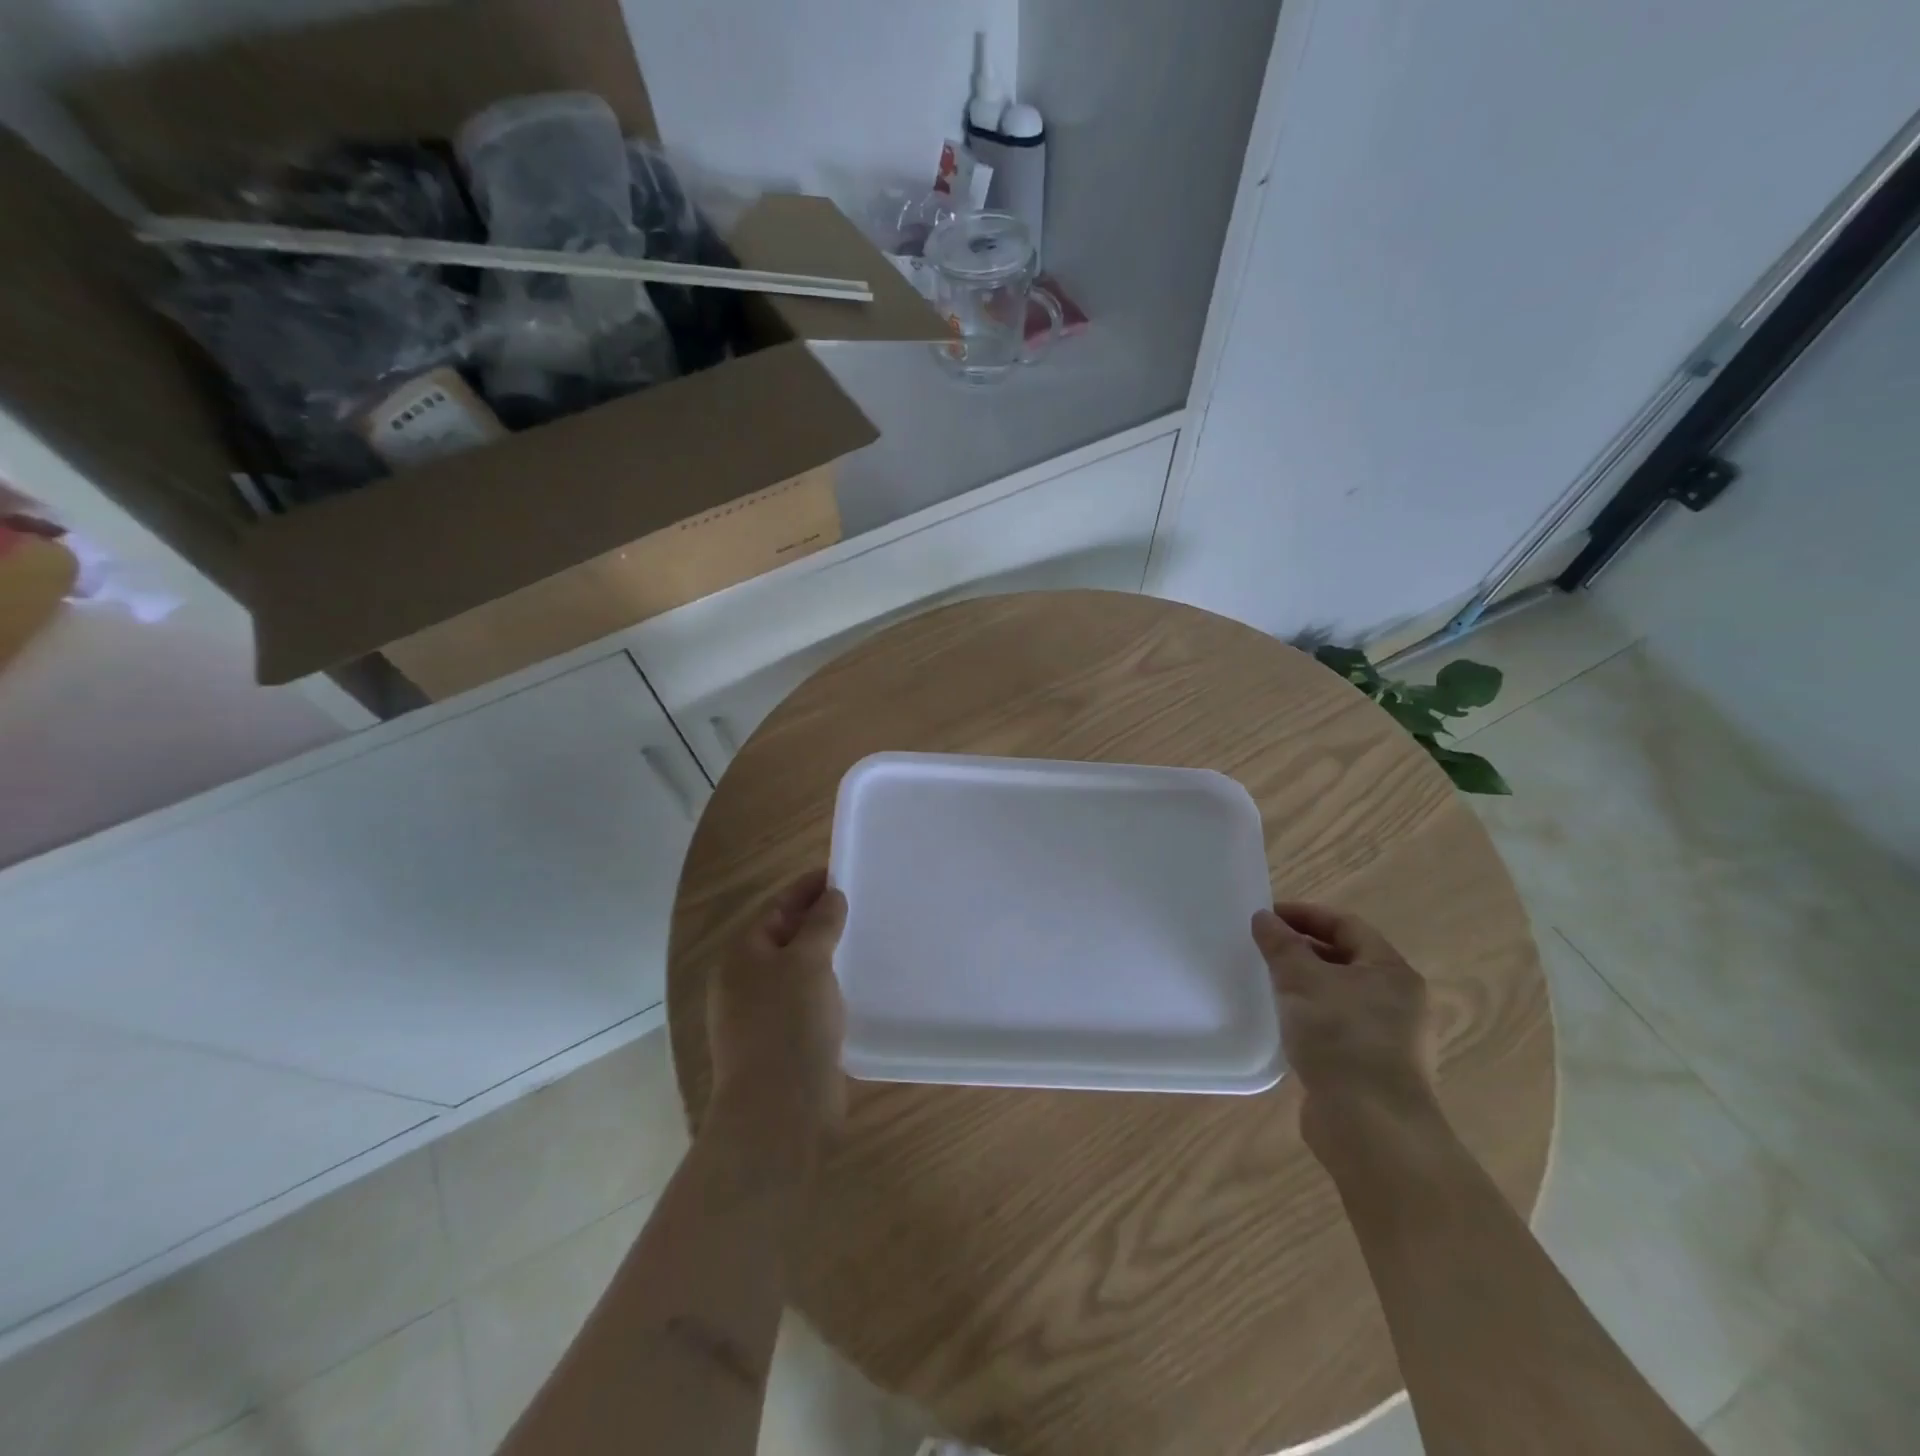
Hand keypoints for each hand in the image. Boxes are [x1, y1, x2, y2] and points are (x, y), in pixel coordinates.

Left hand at [707, 870, 847, 1141]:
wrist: (780, 1110)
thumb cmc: (789, 1023)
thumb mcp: (807, 962)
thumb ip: (820, 924)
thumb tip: (831, 896)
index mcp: (741, 956)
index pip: (776, 908)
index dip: (807, 888)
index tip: (839, 873)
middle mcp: (745, 982)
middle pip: (783, 937)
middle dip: (817, 919)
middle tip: (856, 903)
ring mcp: (760, 1015)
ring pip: (795, 970)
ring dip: (824, 953)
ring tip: (860, 938)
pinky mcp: (781, 1042)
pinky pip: (805, 1000)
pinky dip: (826, 985)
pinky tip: (851, 985)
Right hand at [1252, 902, 1438, 1155]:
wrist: (1370, 1126)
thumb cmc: (1340, 1037)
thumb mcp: (1301, 979)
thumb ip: (1281, 944)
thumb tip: (1264, 917)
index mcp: (1391, 971)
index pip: (1347, 926)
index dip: (1305, 915)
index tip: (1266, 917)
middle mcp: (1399, 1001)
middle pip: (1346, 960)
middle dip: (1303, 949)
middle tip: (1263, 949)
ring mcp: (1391, 1038)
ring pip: (1341, 996)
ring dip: (1306, 985)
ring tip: (1268, 984)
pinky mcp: (1373, 1069)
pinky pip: (1338, 1027)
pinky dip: (1311, 1017)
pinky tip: (1284, 1025)